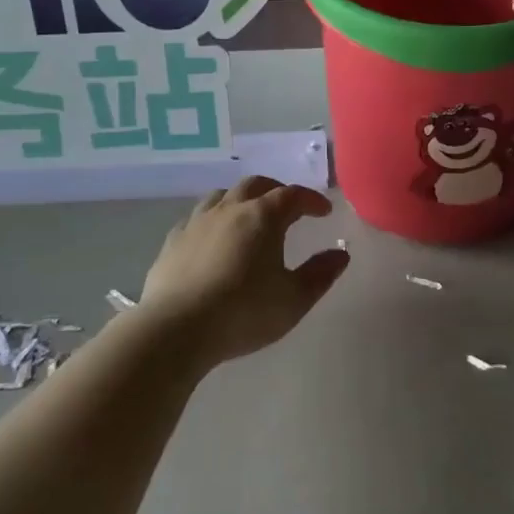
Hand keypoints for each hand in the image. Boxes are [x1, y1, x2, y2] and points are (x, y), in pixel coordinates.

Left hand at [135, 177, 348, 366]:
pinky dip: (212, 220)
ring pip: (222, 195)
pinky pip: (196, 218)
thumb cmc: (243, 313)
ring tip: (249, 216)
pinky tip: (212, 238)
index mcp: (263, 217)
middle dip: (276, 191)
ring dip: (241, 199)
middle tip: (288, 207)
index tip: (324, 211)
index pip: (292, 195)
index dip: (311, 199)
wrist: (175, 329)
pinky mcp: (172, 241)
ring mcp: (196, 222)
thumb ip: (320, 274)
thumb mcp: (294, 300)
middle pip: (255, 185)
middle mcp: (229, 209)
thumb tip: (340, 254)